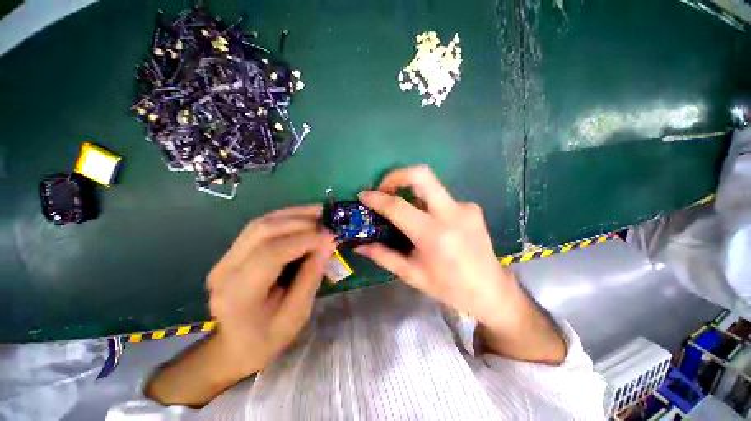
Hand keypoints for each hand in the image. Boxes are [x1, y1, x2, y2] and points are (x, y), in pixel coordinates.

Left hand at [206, 205, 334, 375]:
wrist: (235, 346)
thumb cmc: (267, 338)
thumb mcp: (296, 314)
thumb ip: (311, 276)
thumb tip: (328, 244)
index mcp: (238, 294)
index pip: (270, 254)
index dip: (304, 240)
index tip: (330, 236)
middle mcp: (225, 270)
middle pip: (262, 231)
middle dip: (300, 222)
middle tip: (327, 222)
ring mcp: (224, 258)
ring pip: (260, 224)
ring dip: (293, 215)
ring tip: (319, 213)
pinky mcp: (232, 253)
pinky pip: (260, 227)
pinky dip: (285, 218)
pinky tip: (303, 217)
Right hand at [356, 166, 565, 363]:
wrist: (491, 290)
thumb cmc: (448, 287)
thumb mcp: (412, 274)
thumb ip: (383, 256)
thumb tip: (359, 246)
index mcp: (433, 235)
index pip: (397, 207)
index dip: (377, 198)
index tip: (364, 195)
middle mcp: (451, 214)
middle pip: (421, 175)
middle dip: (397, 175)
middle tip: (385, 187)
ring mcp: (465, 207)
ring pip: (431, 186)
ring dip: (412, 192)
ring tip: (405, 211)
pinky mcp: (472, 207)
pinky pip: (442, 198)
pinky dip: (428, 204)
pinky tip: (430, 222)